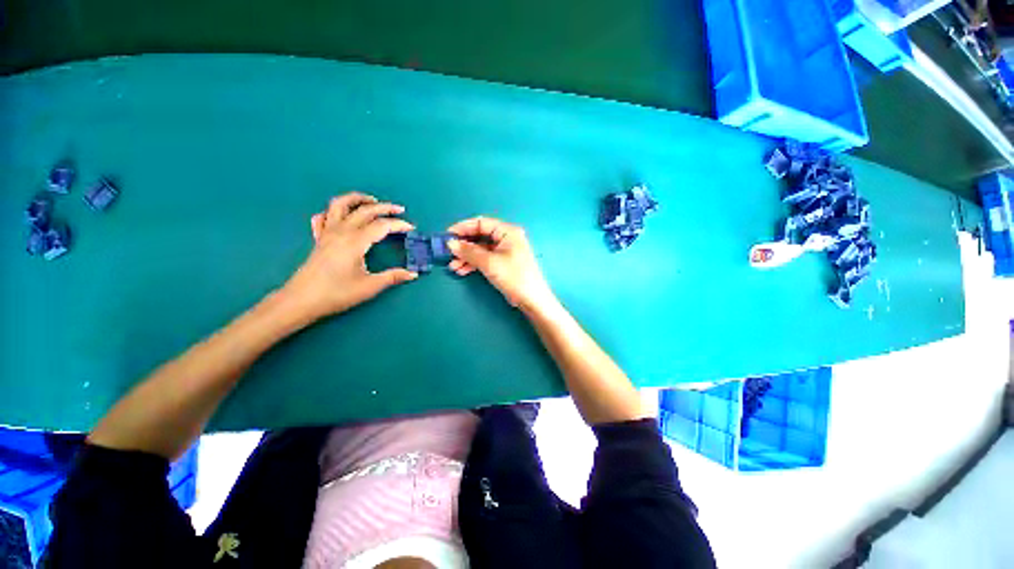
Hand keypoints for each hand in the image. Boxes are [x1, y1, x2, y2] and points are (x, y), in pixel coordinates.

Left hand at [282, 192, 417, 320]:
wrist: (301, 300)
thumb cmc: (337, 293)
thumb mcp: (369, 286)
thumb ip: (392, 277)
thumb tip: (413, 274)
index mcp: (355, 241)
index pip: (382, 226)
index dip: (399, 224)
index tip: (412, 228)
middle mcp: (341, 231)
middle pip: (365, 210)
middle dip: (385, 207)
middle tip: (400, 209)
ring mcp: (327, 232)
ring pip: (340, 205)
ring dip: (357, 199)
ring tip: (371, 201)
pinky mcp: (318, 238)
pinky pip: (324, 217)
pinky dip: (334, 212)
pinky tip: (342, 217)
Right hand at [446, 217, 556, 311]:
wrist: (531, 299)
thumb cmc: (513, 276)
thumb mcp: (489, 263)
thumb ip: (469, 252)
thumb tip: (451, 243)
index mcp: (507, 231)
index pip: (481, 222)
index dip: (463, 227)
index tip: (447, 235)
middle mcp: (506, 238)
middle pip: (480, 236)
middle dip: (463, 245)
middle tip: (448, 252)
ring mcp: (504, 251)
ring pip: (480, 249)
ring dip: (466, 257)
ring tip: (453, 266)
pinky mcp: (502, 263)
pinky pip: (484, 259)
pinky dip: (473, 263)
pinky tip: (462, 270)